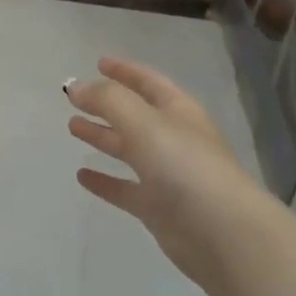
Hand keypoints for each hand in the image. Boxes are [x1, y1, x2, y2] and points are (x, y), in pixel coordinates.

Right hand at [66, 57, 274, 295]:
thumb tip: (75, 86)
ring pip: (129, 149)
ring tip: (72, 128)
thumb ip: (108, 100)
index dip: (125, 71)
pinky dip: (105, 180)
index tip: (99, 62)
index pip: (149, 82)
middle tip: (74, 99)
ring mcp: (167, 175)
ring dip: (102, 137)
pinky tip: (82, 175)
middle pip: (135, 115)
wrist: (222, 233)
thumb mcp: (144, 122)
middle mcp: (174, 139)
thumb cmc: (185, 167)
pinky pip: (125, 188)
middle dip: (106, 104)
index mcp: (178, 111)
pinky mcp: (158, 208)